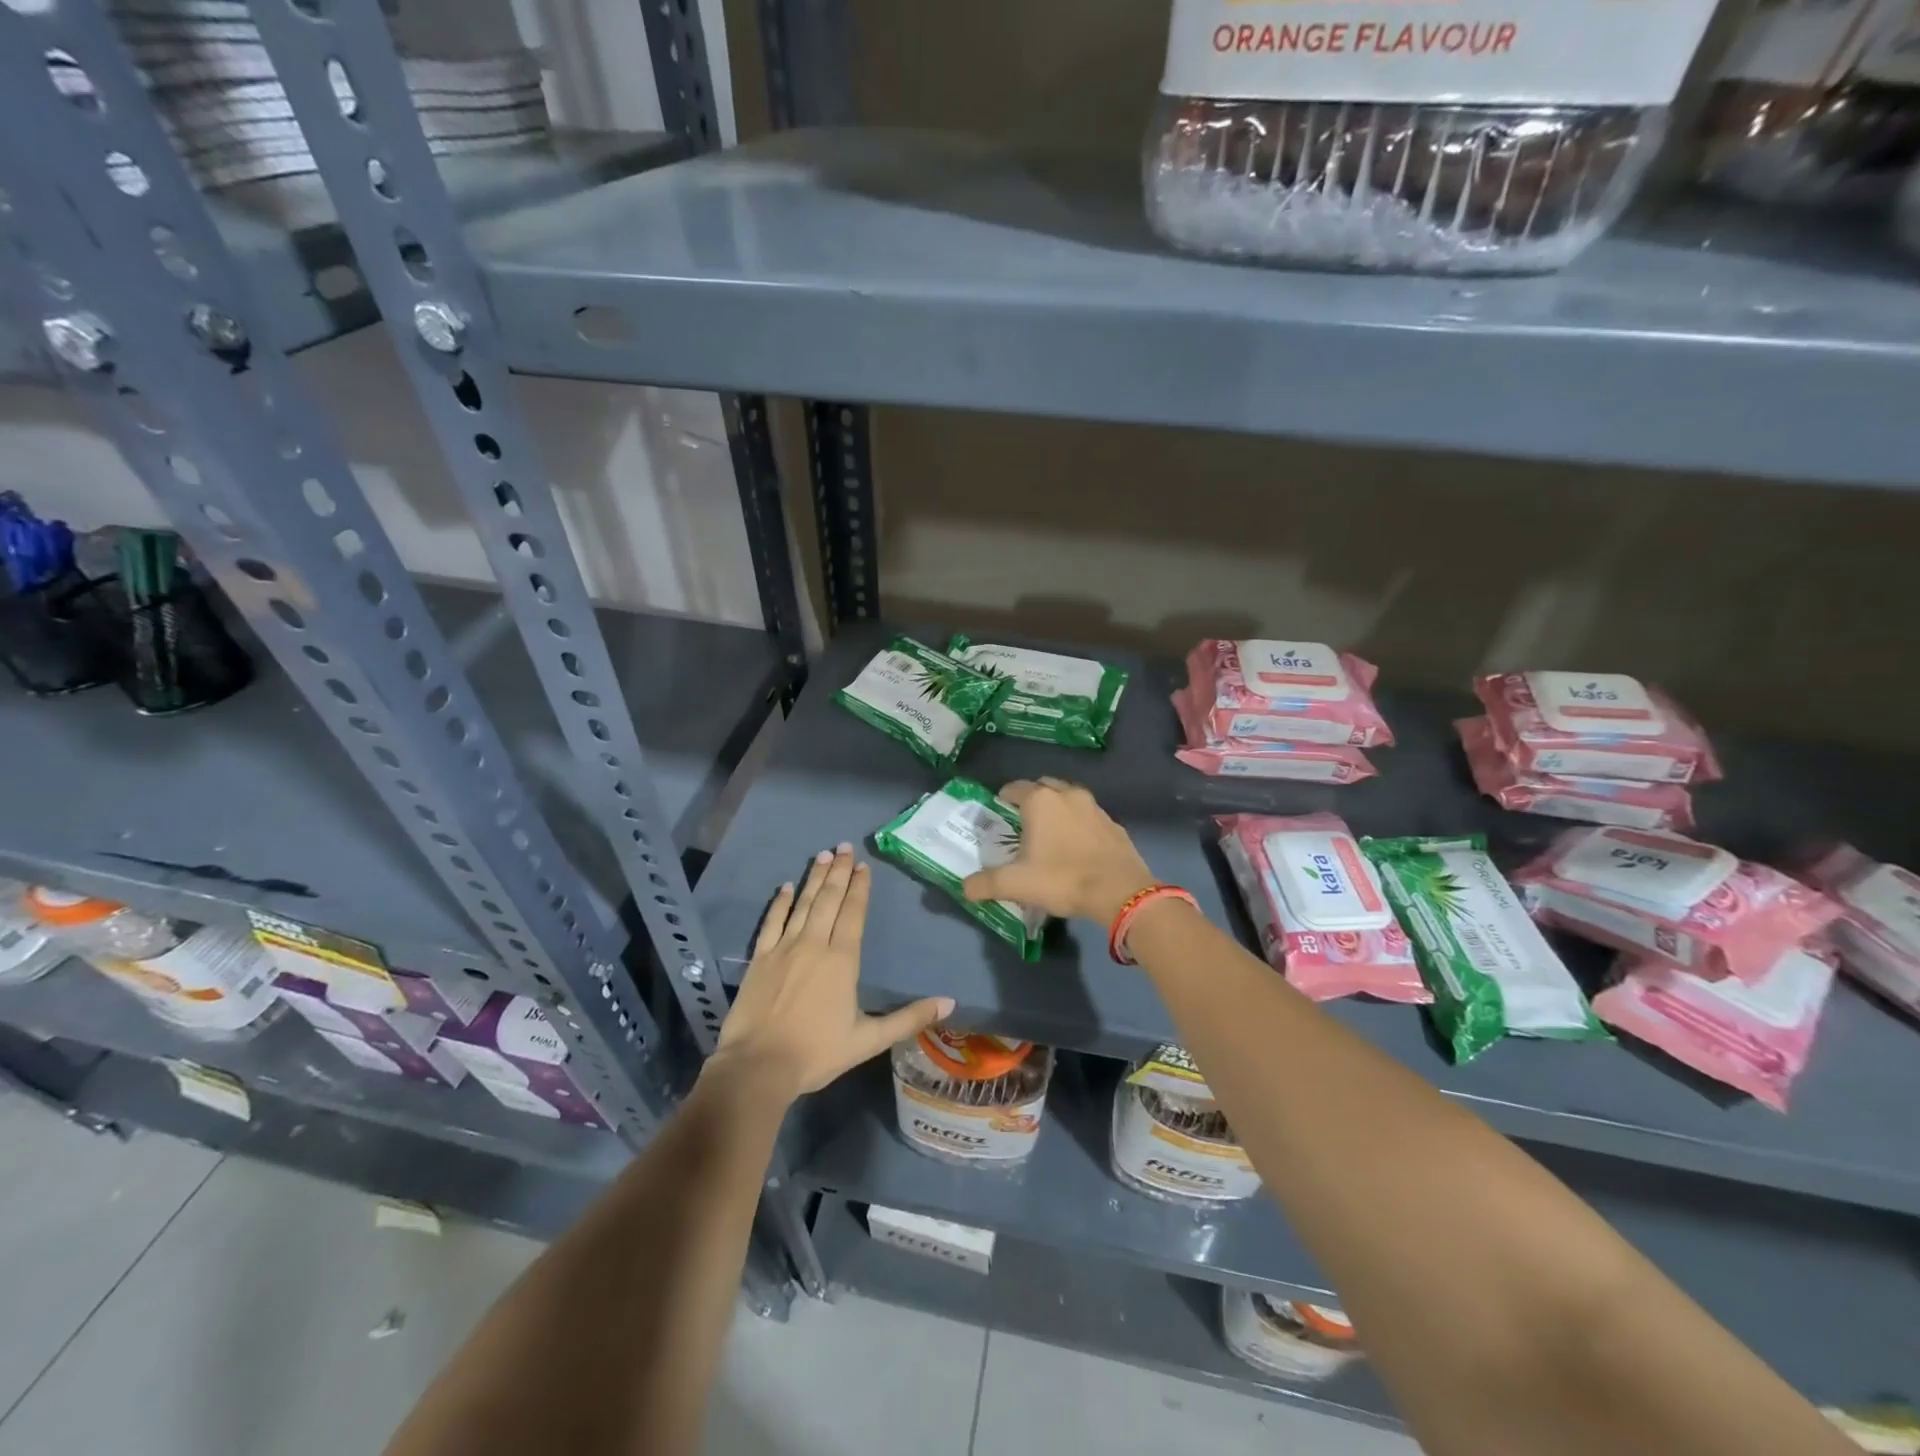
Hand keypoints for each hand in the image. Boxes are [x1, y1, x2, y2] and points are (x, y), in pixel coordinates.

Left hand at [712, 843, 952, 1100]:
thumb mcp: (869, 1040)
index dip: (860, 888)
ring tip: (823, 855)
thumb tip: (950, 1002)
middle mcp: (814, 944)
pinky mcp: (759, 958)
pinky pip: (771, 922)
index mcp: (842, 960)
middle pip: (829, 900)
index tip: (863, 865)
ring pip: (802, 904)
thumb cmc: (817, 1053)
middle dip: (839, 872)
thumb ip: (909, 1018)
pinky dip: (779, 903)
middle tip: (844, 846)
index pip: (853, 913)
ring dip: (814, 879)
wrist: (758, 1066)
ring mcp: (784, 948)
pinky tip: (785, 887)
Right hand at [962, 778, 1155, 923]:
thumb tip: (964, 887)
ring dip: (1058, 809)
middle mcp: (1067, 795)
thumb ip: (986, 883)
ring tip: (1050, 834)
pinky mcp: (1113, 824)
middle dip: (1031, 799)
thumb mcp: (1016, 884)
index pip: (1014, 788)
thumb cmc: (1062, 879)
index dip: (1003, 799)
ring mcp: (1094, 807)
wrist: (1120, 891)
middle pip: (1043, 787)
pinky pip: (1089, 817)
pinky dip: (1079, 825)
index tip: (998, 813)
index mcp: (1040, 801)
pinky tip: (1077, 847)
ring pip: (1069, 799)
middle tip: (1022, 823)